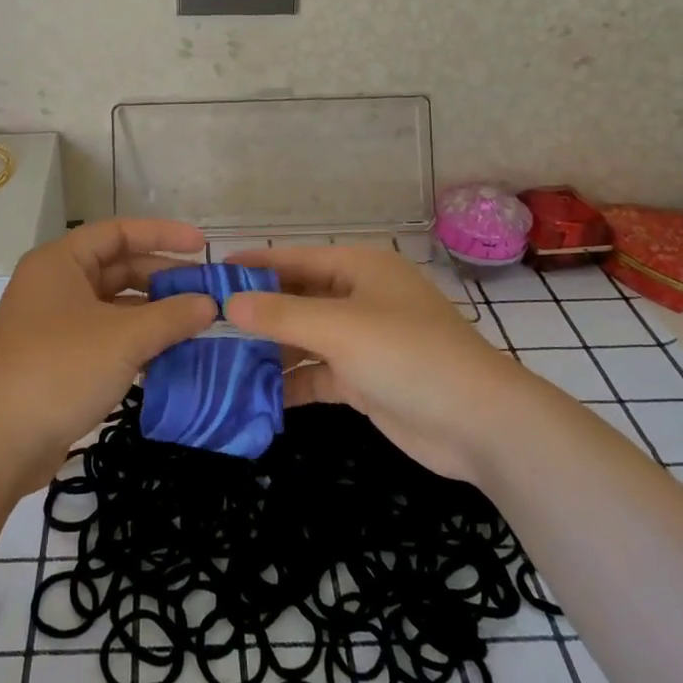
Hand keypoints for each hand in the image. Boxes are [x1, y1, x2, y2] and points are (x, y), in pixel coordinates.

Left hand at [0, 219, 216, 488]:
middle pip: (118, 269)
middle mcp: (55, 285)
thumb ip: (172, 316)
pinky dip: (137, 342)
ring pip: (114, 307)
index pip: (118, 232)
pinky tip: (170, 356)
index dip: (162, 235)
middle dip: (163, 279)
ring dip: (154, 314)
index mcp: (60, 262)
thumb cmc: (60, 370)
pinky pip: (107, 337)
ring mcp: (54, 324)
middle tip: (206, 293)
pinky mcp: (58, 360)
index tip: (203, 246)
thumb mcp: (124, 338)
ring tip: (197, 325)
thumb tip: (210, 304)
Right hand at [224, 245, 528, 483]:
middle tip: (202, 324)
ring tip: (216, 361)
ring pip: (303, 338)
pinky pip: (316, 374)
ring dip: (268, 350)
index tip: (207, 274)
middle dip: (255, 312)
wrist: (480, 424)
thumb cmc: (409, 356)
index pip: (293, 259)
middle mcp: (358, 297)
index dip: (252, 265)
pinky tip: (253, 395)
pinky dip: (290, 383)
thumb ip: (281, 315)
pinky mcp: (364, 380)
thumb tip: (226, 303)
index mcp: (359, 268)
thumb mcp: (340, 329)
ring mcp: (362, 341)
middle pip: (296, 298)